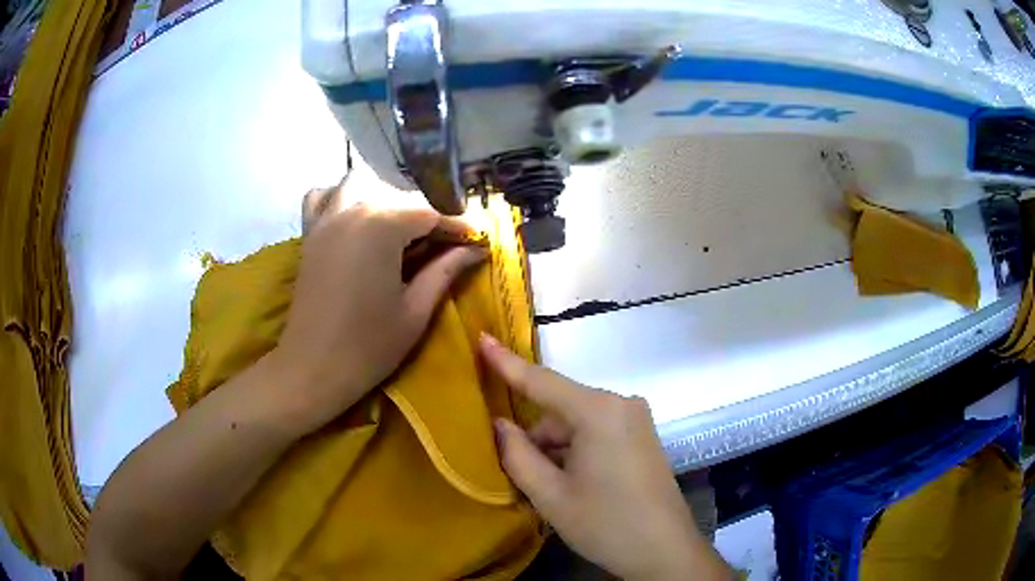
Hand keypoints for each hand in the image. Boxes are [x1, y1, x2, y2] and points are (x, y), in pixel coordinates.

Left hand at [269, 178, 485, 434]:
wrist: (312, 369)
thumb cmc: (369, 346)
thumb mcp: (416, 310)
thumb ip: (446, 270)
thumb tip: (475, 249)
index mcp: (382, 227)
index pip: (430, 215)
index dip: (457, 228)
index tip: (478, 242)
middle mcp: (353, 210)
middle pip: (399, 200)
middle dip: (427, 220)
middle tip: (447, 248)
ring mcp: (326, 219)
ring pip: (361, 187)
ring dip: (384, 202)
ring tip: (400, 232)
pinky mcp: (310, 234)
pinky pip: (322, 198)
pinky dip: (338, 198)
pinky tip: (353, 220)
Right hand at [480, 335, 730, 580]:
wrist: (664, 552)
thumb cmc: (605, 524)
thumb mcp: (550, 495)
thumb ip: (517, 454)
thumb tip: (499, 424)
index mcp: (598, 412)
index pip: (541, 381)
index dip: (506, 362)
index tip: (481, 338)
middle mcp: (621, 404)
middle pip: (559, 410)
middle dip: (536, 438)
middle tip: (524, 478)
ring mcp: (636, 419)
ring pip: (577, 423)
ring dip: (556, 449)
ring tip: (553, 490)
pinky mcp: (642, 436)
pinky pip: (597, 432)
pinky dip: (576, 451)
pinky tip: (574, 485)